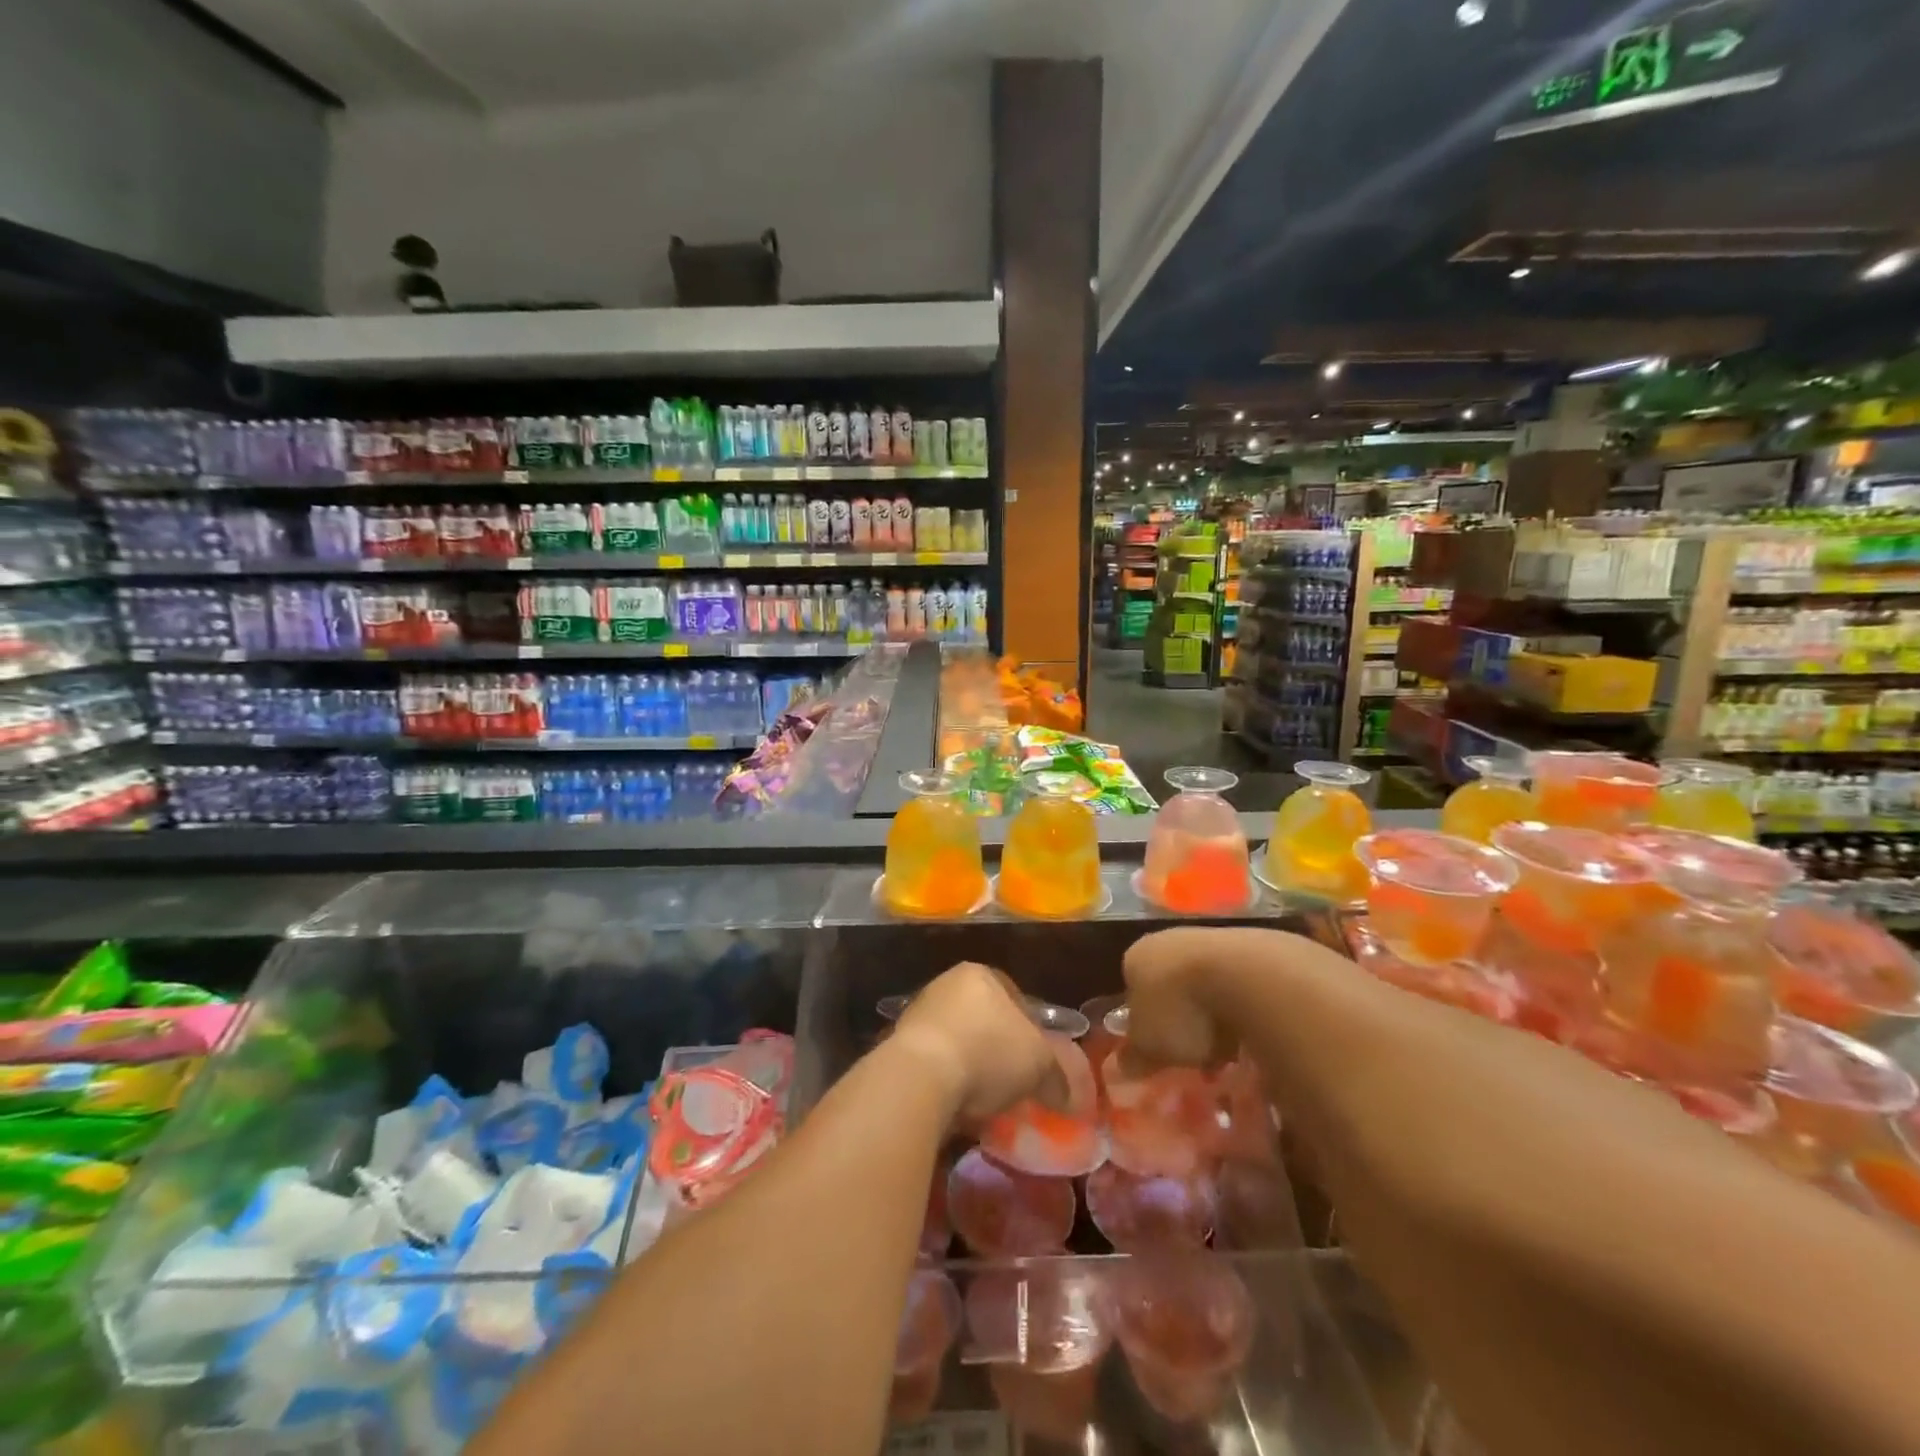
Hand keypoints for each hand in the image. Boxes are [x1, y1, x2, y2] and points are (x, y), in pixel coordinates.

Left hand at [889, 963, 1067, 1124]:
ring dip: (971, 1066)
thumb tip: (1071, 1097)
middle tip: (1015, 1080)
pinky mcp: (898, 1047)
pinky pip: (935, 1064)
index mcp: (980, 974)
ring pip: (958, 1041)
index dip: (1031, 1027)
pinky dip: (948, 1082)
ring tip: (988, 1099)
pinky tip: (960, 1106)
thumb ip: (1058, 1076)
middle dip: (998, 1048)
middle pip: (983, 1018)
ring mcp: (918, 1014)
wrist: (920, 1077)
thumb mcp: (1039, 1063)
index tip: (1038, 1058)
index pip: (1014, 995)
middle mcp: (946, 985)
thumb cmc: (988, 1052)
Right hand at [1122, 926, 1275, 1069]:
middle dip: (1183, 1019)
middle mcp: (1168, 940)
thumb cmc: (1182, 1010)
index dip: (1145, 1023)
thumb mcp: (1149, 1046)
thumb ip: (1134, 1056)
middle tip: (1194, 1054)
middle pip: (1171, 985)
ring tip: (1228, 1051)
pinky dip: (1243, 1007)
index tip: (1159, 1051)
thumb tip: (1124, 1067)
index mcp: (1136, 958)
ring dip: (1215, 1014)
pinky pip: (1239, 984)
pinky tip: (1253, 1033)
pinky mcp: (1252, 946)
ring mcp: (1211, 939)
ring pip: (1206, 983)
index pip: (1133, 990)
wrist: (1247, 977)